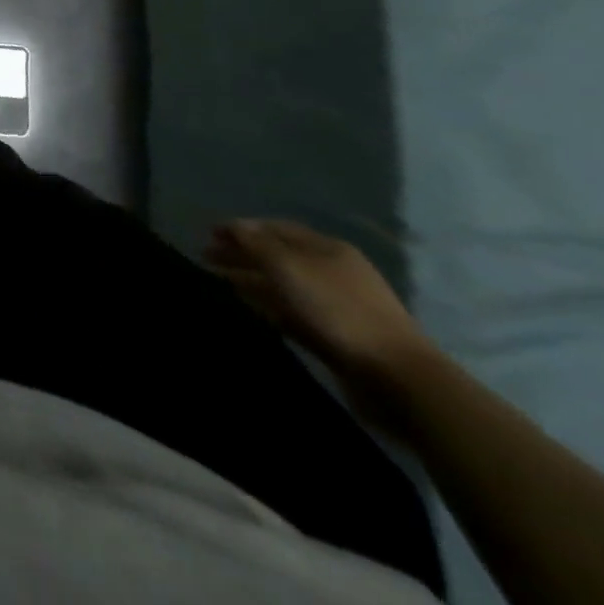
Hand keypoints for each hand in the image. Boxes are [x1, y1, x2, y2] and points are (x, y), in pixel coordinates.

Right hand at [206, 219, 434, 419]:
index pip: (275, 228)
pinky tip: (248, 309)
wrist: (397, 378)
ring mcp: (336, 306)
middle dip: (242, 254)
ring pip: (283, 286)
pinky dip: (267, 307)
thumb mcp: (288, 266)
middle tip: (206, 258)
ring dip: (251, 281)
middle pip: (278, 256)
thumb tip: (232, 227)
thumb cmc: (337, 309)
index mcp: (326, 248)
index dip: (241, 228)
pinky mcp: (336, 337)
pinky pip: (292, 313)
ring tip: (218, 283)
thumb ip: (255, 243)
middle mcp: (332, 271)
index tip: (209, 234)